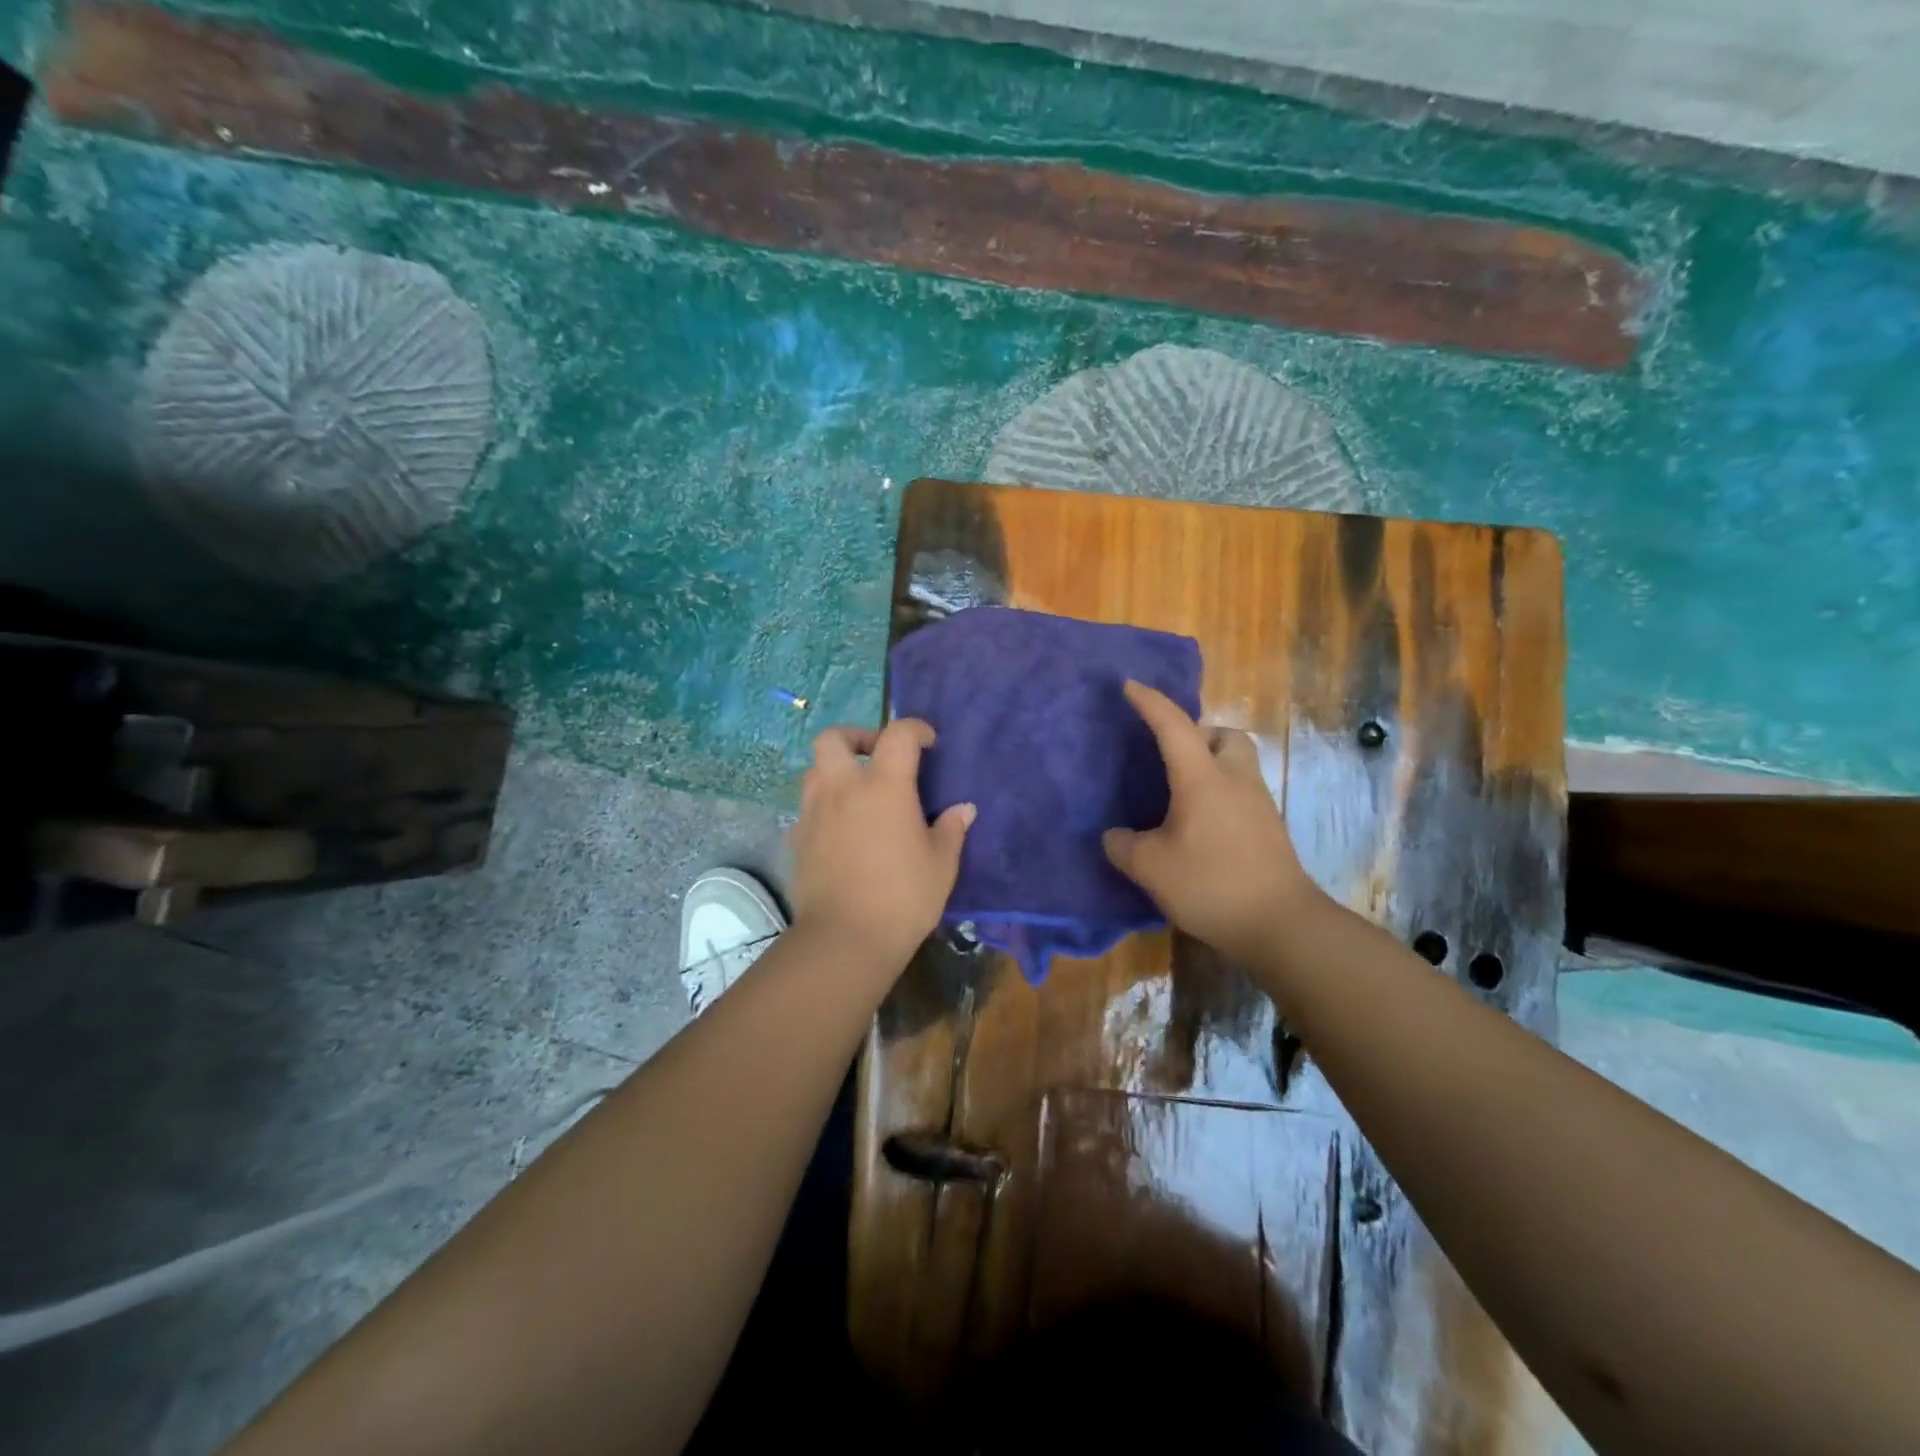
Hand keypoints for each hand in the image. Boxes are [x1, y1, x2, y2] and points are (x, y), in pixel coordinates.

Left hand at [791, 719, 974, 974]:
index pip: (898, 734)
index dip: (915, 729)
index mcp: (884, 786)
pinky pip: (808, 806)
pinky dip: (825, 805)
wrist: (845, 939)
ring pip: (815, 769)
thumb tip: (963, 809)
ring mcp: (813, 812)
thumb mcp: (941, 864)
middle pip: (833, 738)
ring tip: (860, 794)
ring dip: (836, 770)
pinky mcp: (797, 838)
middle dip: (856, 737)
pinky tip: (843, 830)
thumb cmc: (903, 898)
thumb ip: (951, 829)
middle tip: (877, 757)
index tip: (929, 743)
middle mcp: (842, 788)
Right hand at [1103, 681, 1320, 963]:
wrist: (1281, 924)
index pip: (1173, 726)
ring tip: (1181, 793)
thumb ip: (1123, 846)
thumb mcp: (1151, 867)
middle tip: (1170, 756)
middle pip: (1224, 735)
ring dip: (1211, 763)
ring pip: (1237, 762)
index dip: (1150, 702)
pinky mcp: (1269, 829)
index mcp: (1202, 778)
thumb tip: (1115, 837)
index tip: (1129, 686)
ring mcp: (1258, 804)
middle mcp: (1234, 780)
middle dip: (1197, 733)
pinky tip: (1199, 825)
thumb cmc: (1211, 884)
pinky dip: (1220, 793)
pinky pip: (1241, 791)